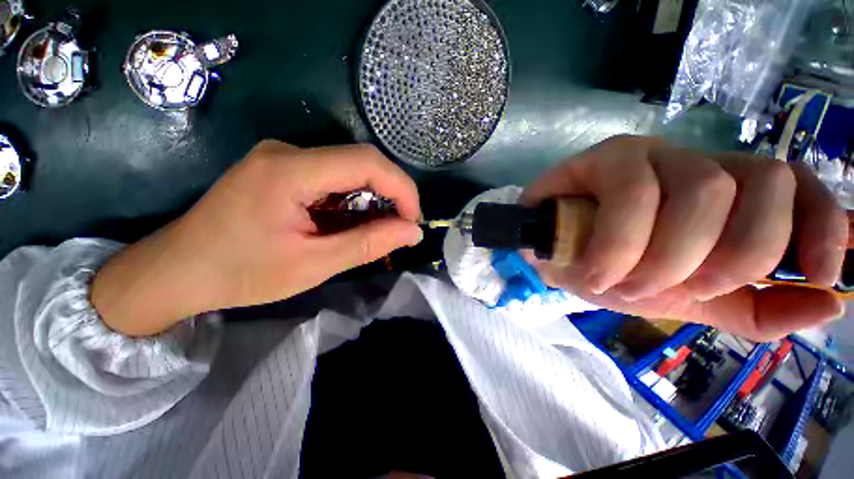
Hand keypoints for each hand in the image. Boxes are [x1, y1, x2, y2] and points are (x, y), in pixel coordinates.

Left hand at [92, 141, 421, 335]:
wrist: (178, 270)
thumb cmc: (240, 274)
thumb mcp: (312, 265)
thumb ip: (368, 245)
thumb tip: (412, 233)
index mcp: (289, 171)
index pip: (366, 162)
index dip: (401, 188)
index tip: (413, 220)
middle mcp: (288, 152)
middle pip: (361, 162)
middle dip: (392, 194)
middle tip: (401, 227)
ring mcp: (284, 157)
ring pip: (350, 170)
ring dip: (372, 200)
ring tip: (375, 231)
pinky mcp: (283, 168)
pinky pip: (334, 177)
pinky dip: (353, 201)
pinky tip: (349, 223)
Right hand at [521, 136, 847, 340]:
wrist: (551, 257)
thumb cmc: (616, 275)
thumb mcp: (691, 302)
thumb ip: (757, 310)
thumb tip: (829, 306)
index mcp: (729, 197)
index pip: (800, 185)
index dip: (822, 225)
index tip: (819, 277)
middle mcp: (696, 163)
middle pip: (760, 186)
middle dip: (730, 257)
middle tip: (679, 289)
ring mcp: (649, 154)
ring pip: (702, 190)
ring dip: (666, 259)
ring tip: (624, 285)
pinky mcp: (603, 158)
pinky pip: (634, 195)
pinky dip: (620, 246)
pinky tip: (599, 272)